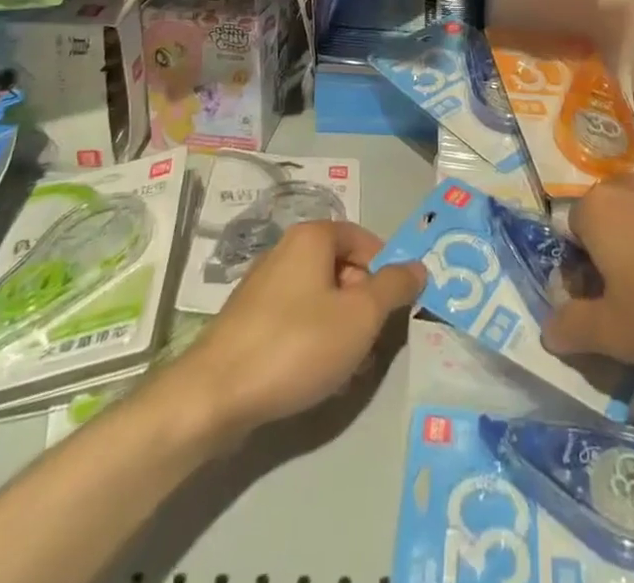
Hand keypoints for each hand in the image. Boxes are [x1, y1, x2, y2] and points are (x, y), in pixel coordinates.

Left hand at [180, 221, 423, 439]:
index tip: (395, 309)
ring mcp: (264, 286)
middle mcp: (286, 250)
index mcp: (312, 237)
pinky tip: (318, 378)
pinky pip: (297, 321)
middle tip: (373, 345)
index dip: (386, 271)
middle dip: (364, 307)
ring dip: (342, 330)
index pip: (364, 240)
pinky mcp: (250, 320)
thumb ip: (395, 287)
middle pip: (343, 269)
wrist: (214, 395)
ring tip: (347, 370)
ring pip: (321, 299)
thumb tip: (419, 266)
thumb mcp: (361, 315)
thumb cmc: (296, 344)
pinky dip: (314, 342)